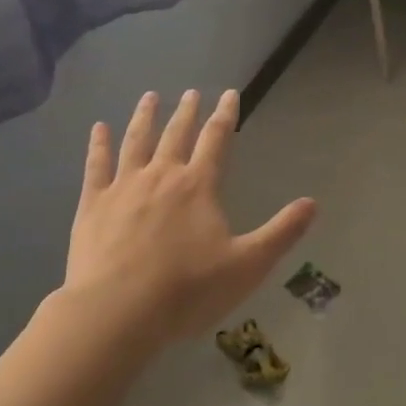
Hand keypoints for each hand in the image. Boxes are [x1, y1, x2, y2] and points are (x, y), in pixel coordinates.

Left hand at [65, 89, 315, 343]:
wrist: (116, 313)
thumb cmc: (187, 290)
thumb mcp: (247, 265)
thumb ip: (281, 232)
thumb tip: (312, 203)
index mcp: (198, 186)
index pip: (217, 139)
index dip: (226, 115)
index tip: (230, 93)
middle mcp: (162, 176)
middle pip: (176, 134)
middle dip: (187, 111)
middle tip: (191, 92)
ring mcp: (123, 188)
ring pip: (136, 142)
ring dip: (144, 117)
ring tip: (149, 97)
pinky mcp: (93, 206)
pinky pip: (96, 166)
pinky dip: (98, 145)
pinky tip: (99, 128)